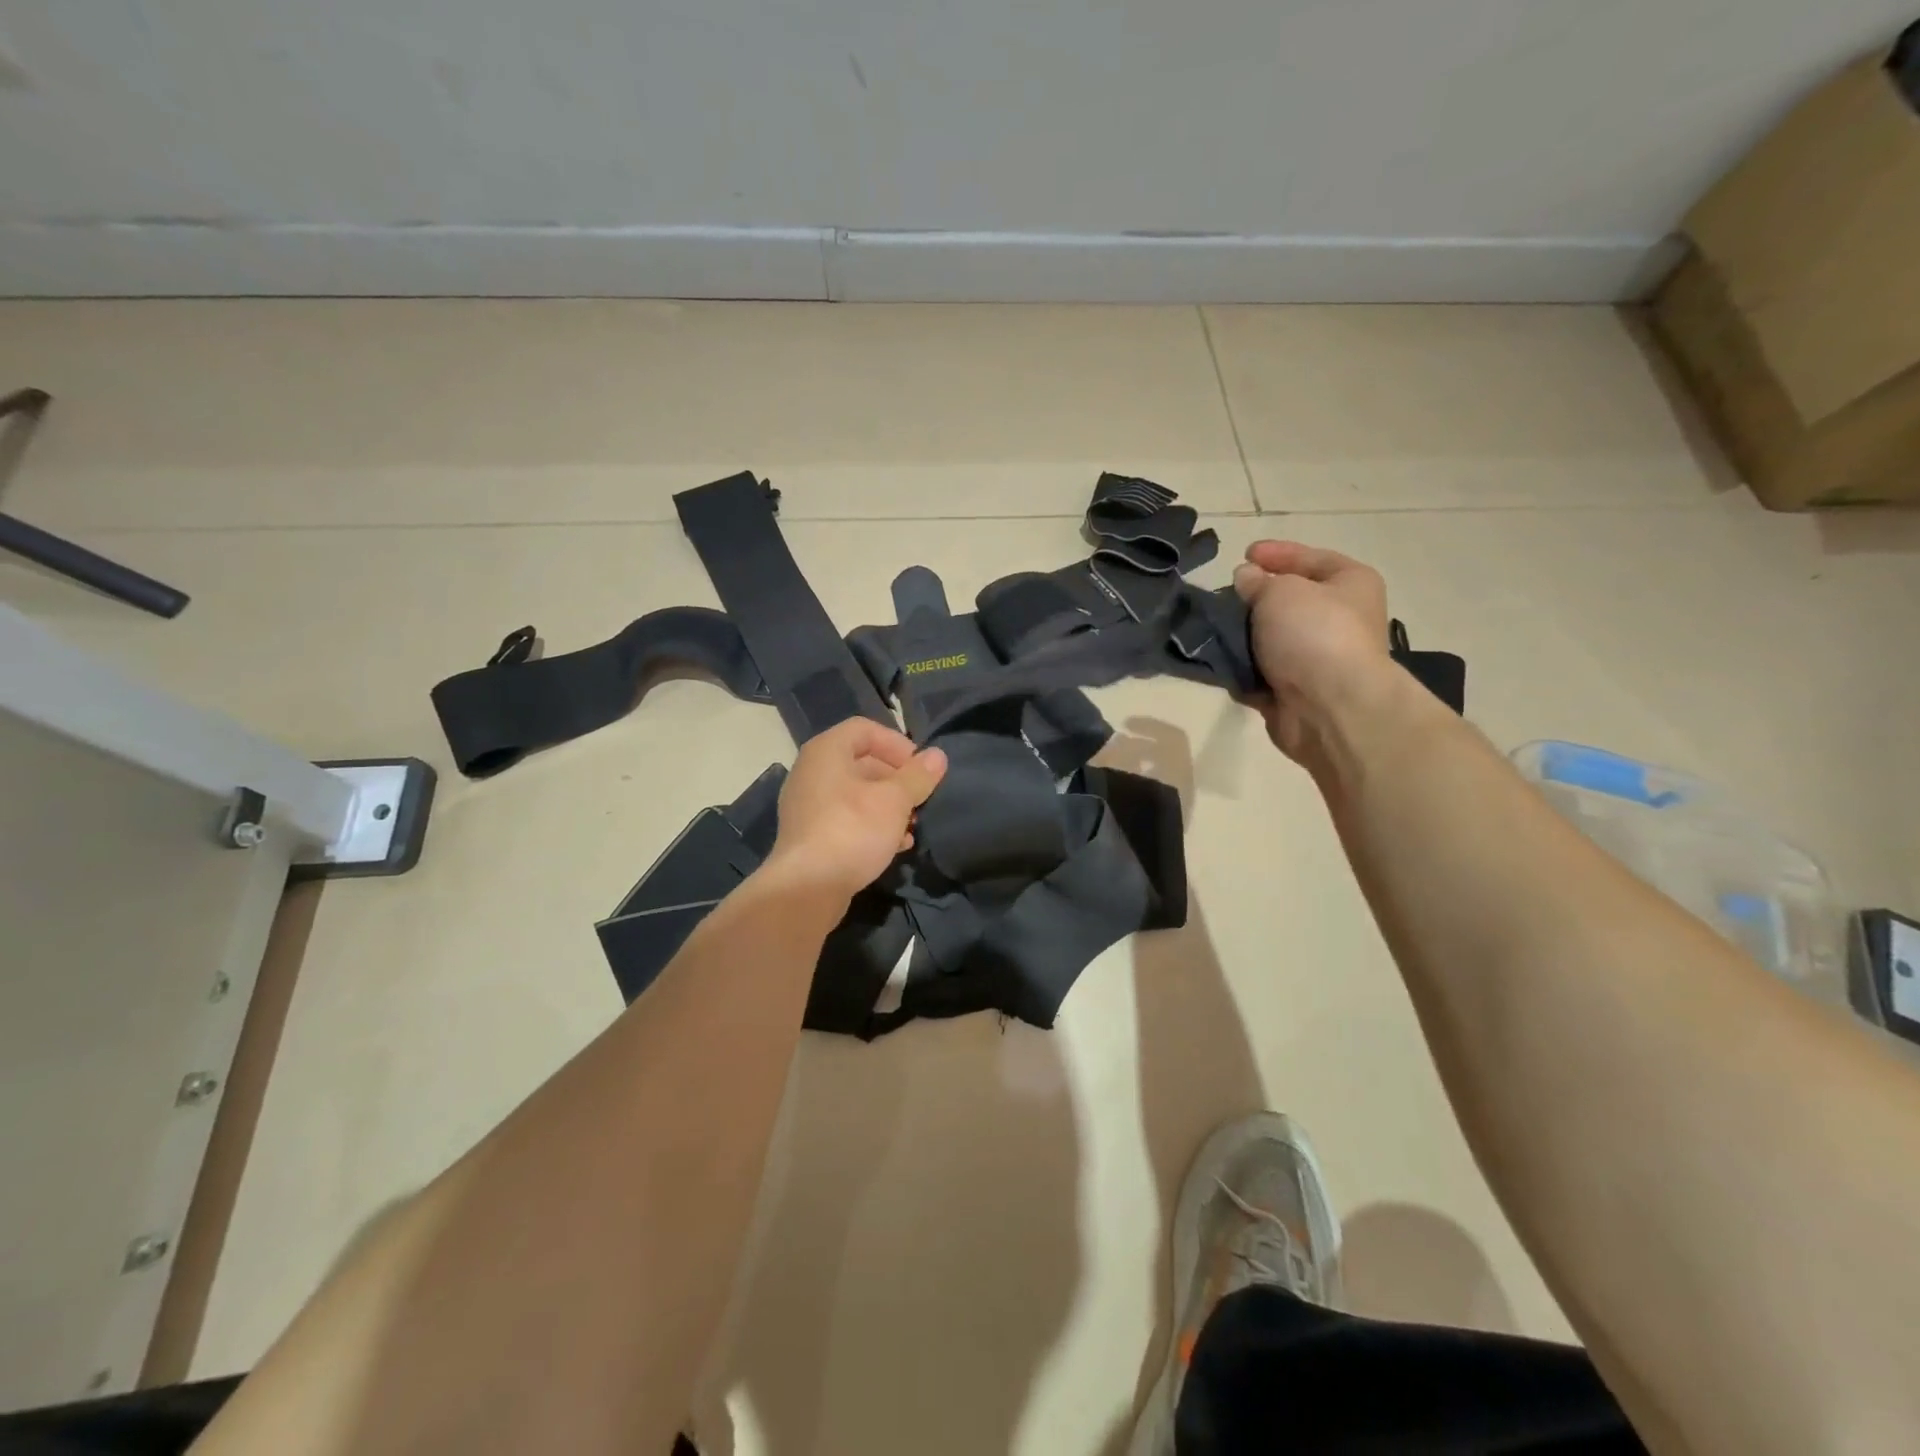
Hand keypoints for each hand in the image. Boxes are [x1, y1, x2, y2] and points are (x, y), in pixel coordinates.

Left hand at [764, 718, 947, 899]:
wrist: (806, 889)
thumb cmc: (852, 830)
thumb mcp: (894, 801)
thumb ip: (918, 776)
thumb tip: (938, 756)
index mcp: (826, 751)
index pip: (865, 729)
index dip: (897, 744)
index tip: (920, 768)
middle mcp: (812, 771)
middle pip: (862, 762)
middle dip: (897, 779)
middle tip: (920, 798)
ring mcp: (808, 805)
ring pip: (856, 793)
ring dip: (888, 805)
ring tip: (912, 825)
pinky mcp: (811, 834)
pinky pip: (846, 818)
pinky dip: (872, 824)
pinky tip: (896, 845)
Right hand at [1233, 541, 1392, 762]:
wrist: (1329, 707)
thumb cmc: (1314, 634)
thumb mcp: (1280, 592)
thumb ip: (1257, 582)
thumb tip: (1246, 578)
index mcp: (1350, 584)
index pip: (1311, 558)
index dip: (1277, 554)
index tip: (1243, 555)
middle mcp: (1340, 619)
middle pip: (1290, 601)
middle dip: (1255, 598)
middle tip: (1223, 594)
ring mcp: (1317, 658)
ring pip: (1271, 639)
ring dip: (1243, 635)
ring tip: (1211, 627)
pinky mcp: (1295, 691)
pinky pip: (1260, 672)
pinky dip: (1241, 668)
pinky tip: (1216, 660)